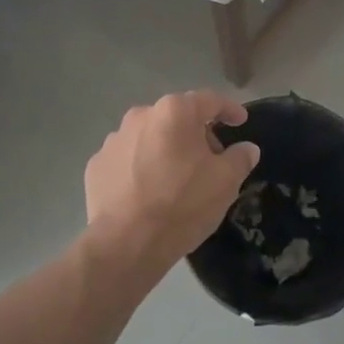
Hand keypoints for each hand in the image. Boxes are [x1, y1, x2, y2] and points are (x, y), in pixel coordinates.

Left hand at [84, 91, 261, 276]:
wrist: (126, 243)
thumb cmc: (183, 204)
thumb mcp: (225, 182)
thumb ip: (240, 158)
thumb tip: (247, 148)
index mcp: (175, 112)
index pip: (209, 100)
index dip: (229, 110)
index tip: (240, 121)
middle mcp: (141, 115)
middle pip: (177, 118)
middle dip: (196, 134)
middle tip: (211, 159)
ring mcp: (114, 139)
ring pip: (149, 137)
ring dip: (165, 150)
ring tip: (176, 179)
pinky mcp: (96, 165)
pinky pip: (127, 159)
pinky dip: (140, 168)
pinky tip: (147, 192)